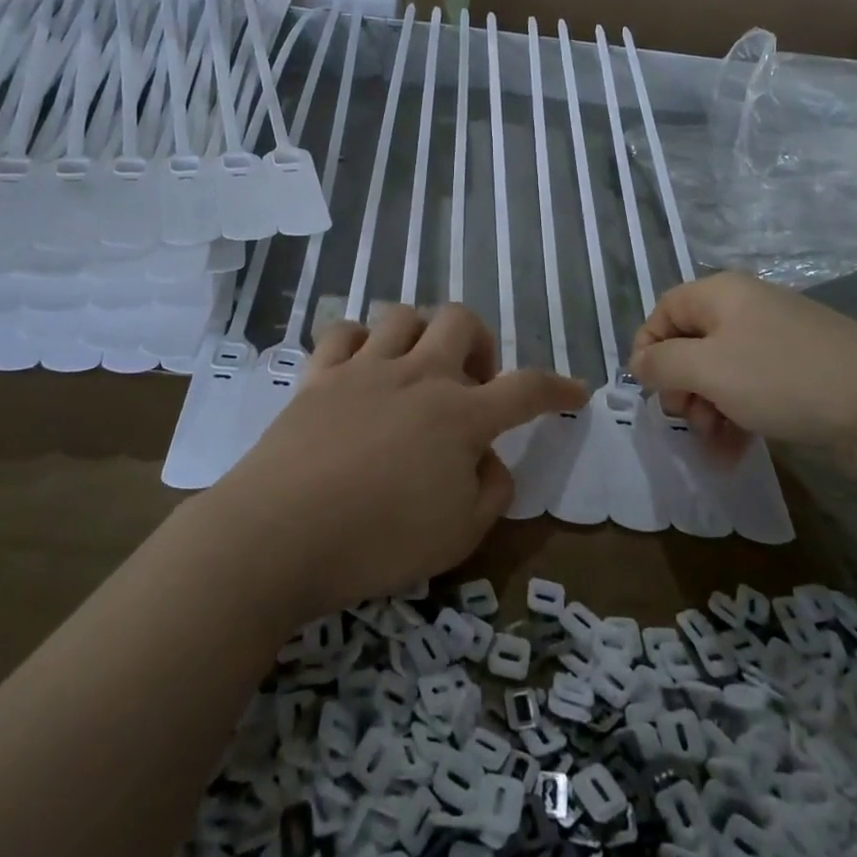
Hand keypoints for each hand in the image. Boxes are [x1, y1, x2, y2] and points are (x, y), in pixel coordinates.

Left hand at [207, 304, 585, 620]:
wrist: (280, 534)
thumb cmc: (378, 542)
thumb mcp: (458, 536)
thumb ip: (490, 491)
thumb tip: (489, 459)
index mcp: (459, 415)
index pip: (526, 389)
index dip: (557, 388)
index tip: (575, 391)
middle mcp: (417, 376)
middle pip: (460, 320)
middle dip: (479, 341)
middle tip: (472, 383)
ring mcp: (364, 368)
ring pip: (402, 314)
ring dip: (420, 333)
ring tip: (416, 369)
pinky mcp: (318, 375)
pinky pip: (343, 332)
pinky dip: (358, 341)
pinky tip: (360, 367)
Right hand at [630, 271, 856, 456]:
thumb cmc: (783, 378)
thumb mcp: (707, 370)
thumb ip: (661, 364)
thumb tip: (639, 363)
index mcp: (721, 293)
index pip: (663, 311)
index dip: (647, 349)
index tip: (649, 391)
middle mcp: (748, 308)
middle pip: (691, 343)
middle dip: (681, 386)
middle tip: (688, 420)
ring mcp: (779, 339)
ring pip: (721, 371)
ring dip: (708, 409)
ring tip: (716, 444)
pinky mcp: (803, 370)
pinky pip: (753, 387)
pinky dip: (738, 415)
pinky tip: (737, 451)